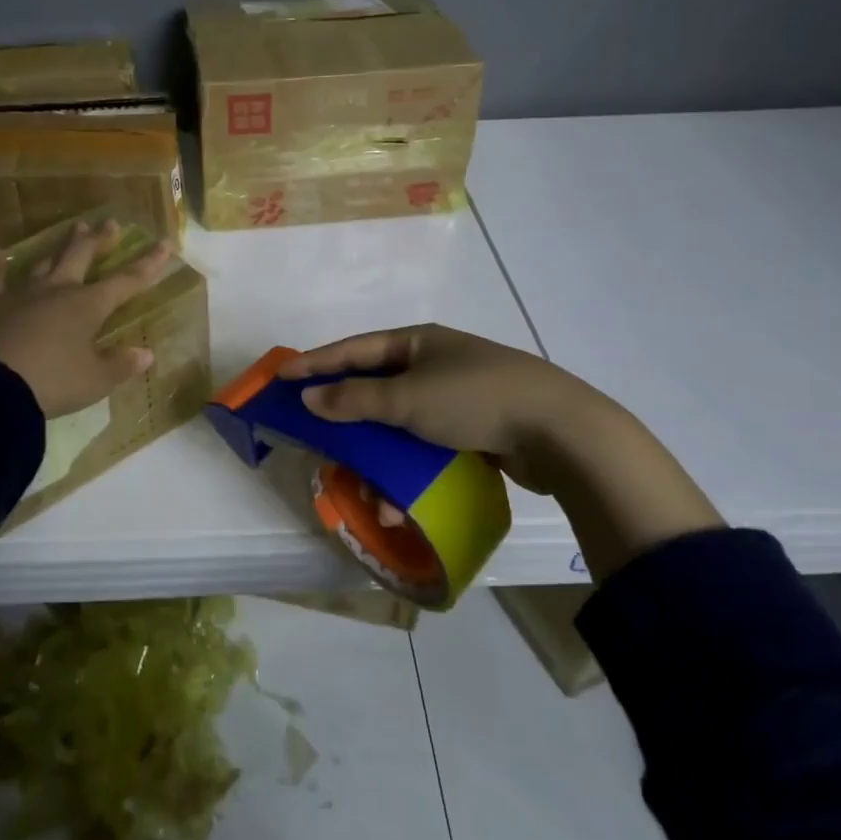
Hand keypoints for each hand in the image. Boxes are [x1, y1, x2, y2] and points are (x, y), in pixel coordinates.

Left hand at [0, 221, 173, 416]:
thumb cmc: (51, 382)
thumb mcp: (94, 381)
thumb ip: (120, 366)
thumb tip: (146, 354)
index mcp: (88, 306)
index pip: (126, 281)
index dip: (148, 264)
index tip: (164, 244)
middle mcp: (58, 291)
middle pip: (83, 257)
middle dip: (100, 240)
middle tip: (111, 223)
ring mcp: (22, 294)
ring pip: (46, 261)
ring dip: (61, 246)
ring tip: (73, 228)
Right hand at [280, 324, 722, 580]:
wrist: (560, 430)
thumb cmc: (474, 399)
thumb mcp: (408, 398)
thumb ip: (355, 399)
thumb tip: (308, 396)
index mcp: (417, 342)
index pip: (354, 349)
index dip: (315, 363)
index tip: (280, 377)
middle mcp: (434, 362)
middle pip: (376, 386)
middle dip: (345, 414)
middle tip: (313, 431)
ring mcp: (458, 395)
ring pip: (401, 422)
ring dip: (377, 452)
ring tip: (359, 483)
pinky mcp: (476, 428)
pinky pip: (427, 444)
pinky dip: (408, 466)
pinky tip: (398, 497)